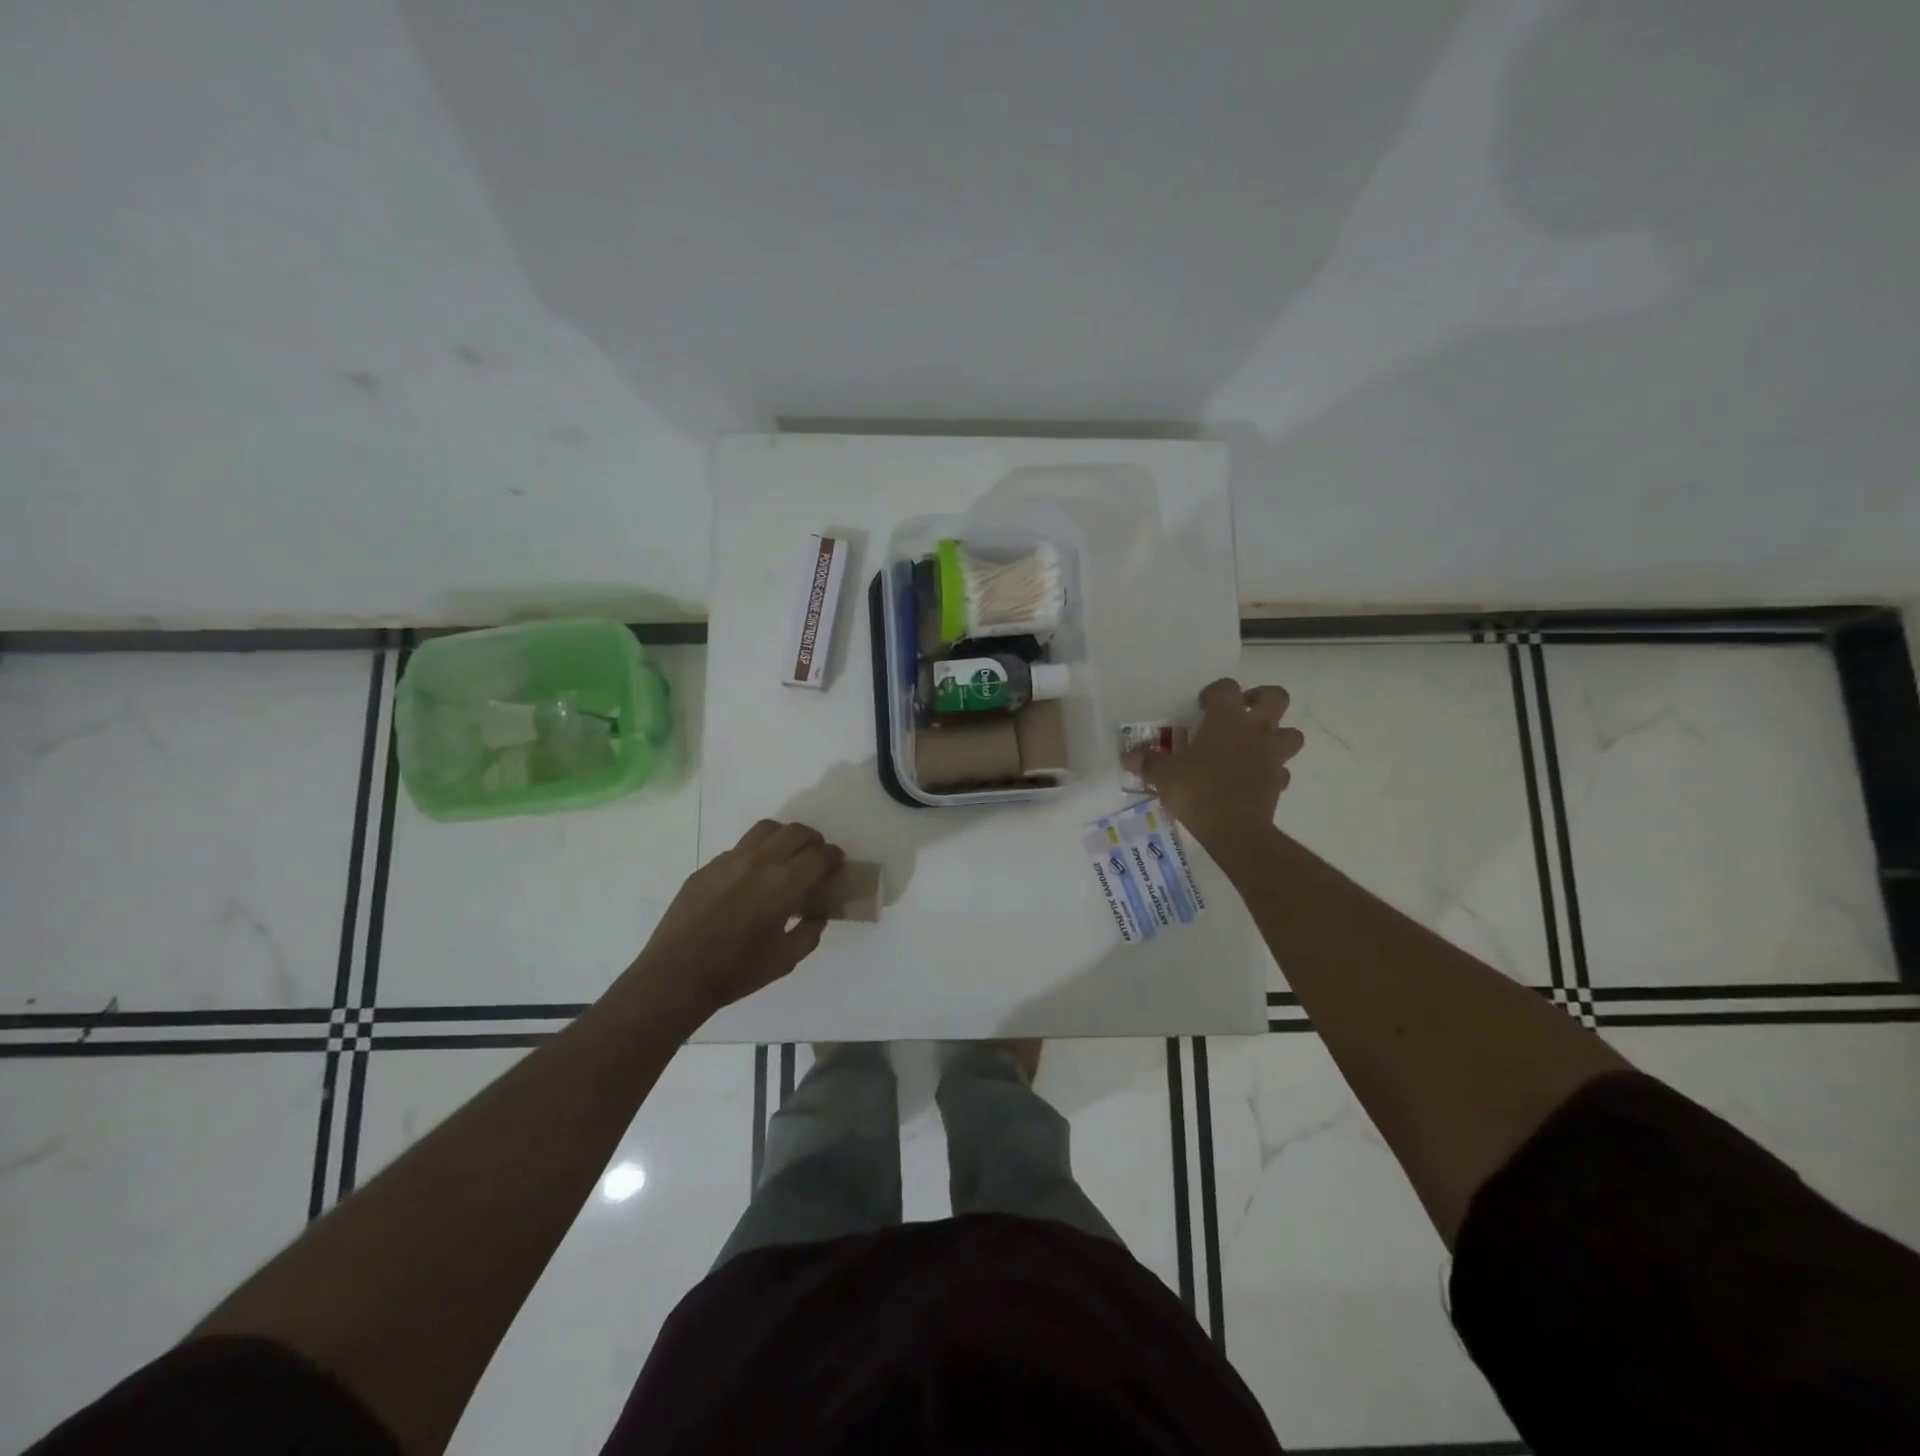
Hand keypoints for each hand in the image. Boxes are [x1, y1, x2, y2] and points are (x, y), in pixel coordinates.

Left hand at [628, 820, 843, 1023]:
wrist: (676, 976)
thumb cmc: (737, 971)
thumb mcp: (786, 959)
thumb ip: (810, 931)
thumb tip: (817, 912)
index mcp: (783, 884)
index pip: (818, 855)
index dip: (833, 857)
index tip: (837, 864)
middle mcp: (759, 862)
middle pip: (795, 832)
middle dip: (813, 841)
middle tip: (816, 858)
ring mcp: (729, 860)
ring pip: (766, 829)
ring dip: (785, 836)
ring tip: (787, 855)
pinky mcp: (707, 867)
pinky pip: (740, 848)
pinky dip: (757, 853)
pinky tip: (752, 878)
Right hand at [1126, 678, 1304, 850]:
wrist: (1234, 829)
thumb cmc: (1197, 791)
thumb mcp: (1164, 775)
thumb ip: (1148, 762)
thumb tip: (1128, 757)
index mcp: (1226, 718)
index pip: (1227, 687)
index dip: (1215, 692)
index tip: (1202, 706)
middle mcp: (1255, 729)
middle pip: (1276, 697)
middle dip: (1261, 699)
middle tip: (1241, 712)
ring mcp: (1272, 755)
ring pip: (1291, 733)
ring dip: (1276, 734)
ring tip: (1254, 745)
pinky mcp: (1279, 781)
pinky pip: (1281, 769)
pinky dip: (1271, 770)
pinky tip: (1254, 778)